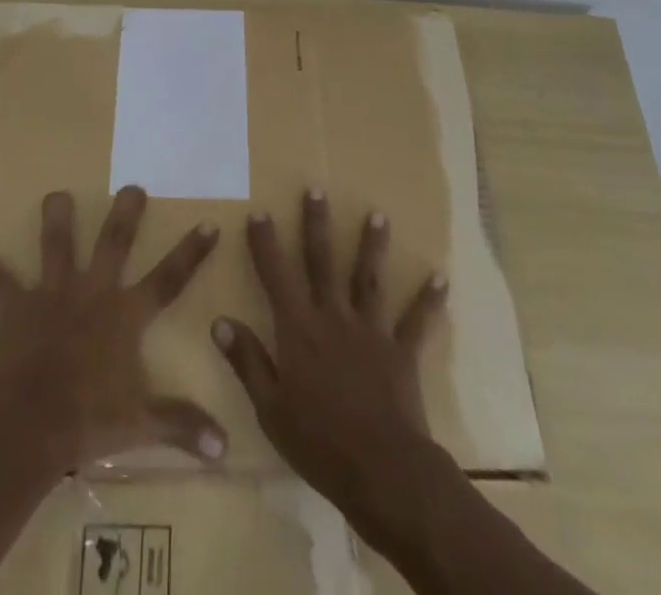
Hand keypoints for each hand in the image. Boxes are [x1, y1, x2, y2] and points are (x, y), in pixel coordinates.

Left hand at [0, 185, 227, 469]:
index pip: (168, 278)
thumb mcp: (142, 423)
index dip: (191, 252)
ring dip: (55, 219)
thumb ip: (183, 426)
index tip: (210, 223)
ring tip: (55, 194)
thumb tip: (224, 446)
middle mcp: (92, 292)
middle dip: (126, 213)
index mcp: (125, 314)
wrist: (30, 426)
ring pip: (56, 246)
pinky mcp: (17, 309)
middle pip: (114, 242)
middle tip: (133, 186)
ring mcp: (52, 295)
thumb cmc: (90, 420)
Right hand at [211, 188, 448, 519]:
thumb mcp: (270, 407)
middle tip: (316, 189)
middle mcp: (333, 317)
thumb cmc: (318, 442)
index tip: (260, 212)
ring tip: (378, 214)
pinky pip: (416, 321)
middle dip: (317, 224)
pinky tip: (440, 278)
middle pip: (323, 261)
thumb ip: (247, 361)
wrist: (381, 470)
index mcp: (298, 329)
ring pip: (368, 278)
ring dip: (372, 245)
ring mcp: (370, 330)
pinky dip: (428, 300)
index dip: (266, 243)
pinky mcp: (401, 351)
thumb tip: (219, 322)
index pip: (277, 275)